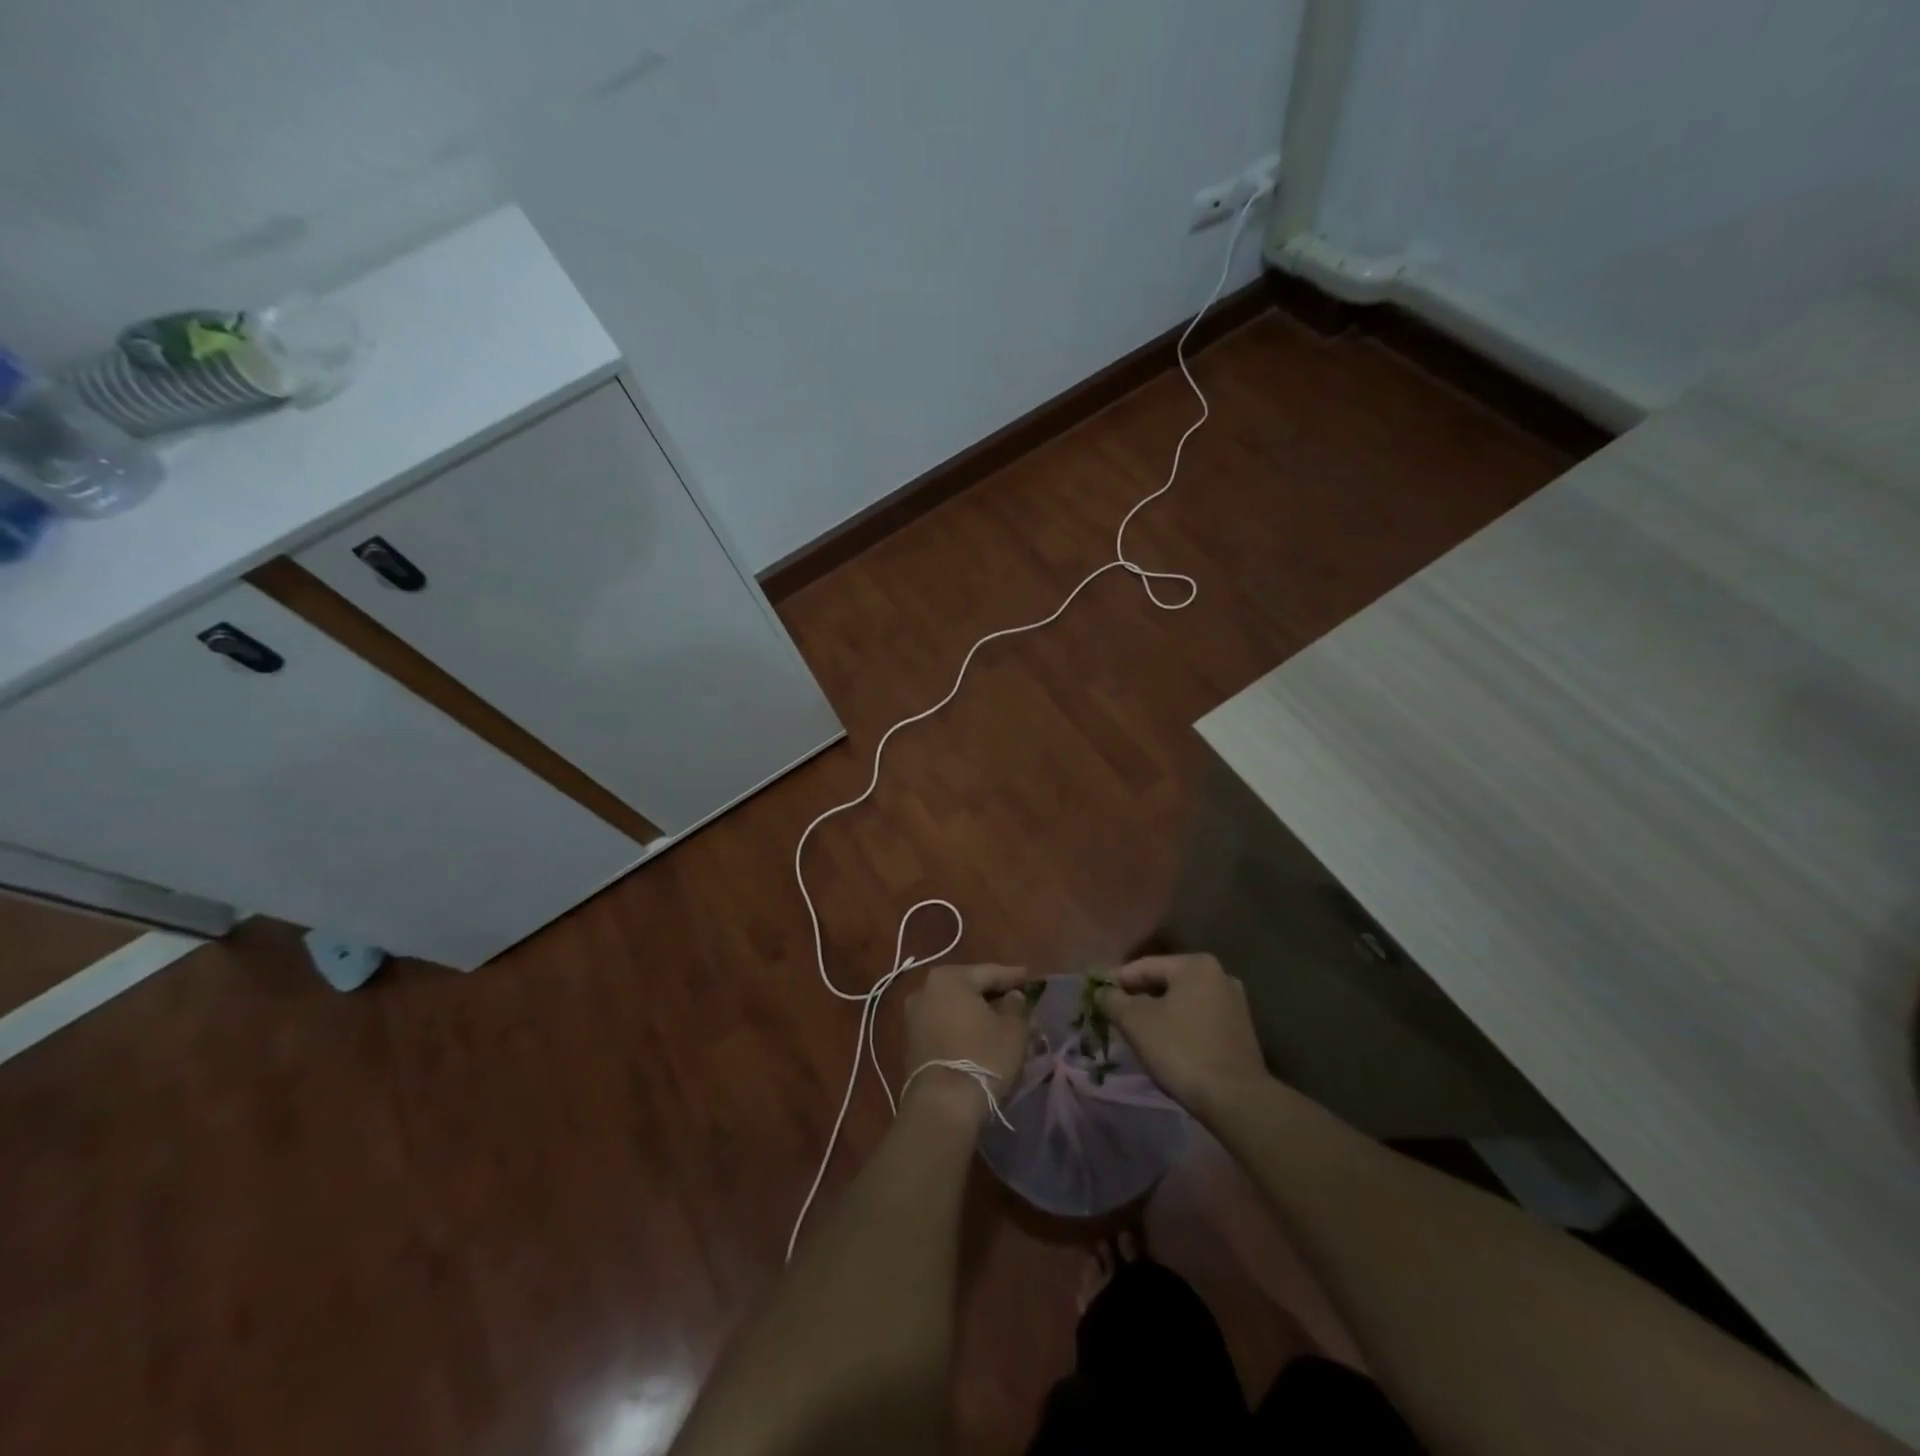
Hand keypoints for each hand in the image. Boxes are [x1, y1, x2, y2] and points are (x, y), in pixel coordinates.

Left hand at [902, 964, 1032, 1124]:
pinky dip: (964, 1029)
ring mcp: (914, 1017)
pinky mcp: (911, 1042)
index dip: (1014, 977)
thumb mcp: (1013, 1029)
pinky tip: (983, 1040)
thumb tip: (1013, 997)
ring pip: (957, 1010)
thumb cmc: (982, 1057)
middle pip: (970, 989)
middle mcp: (925, 990)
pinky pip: (945, 1026)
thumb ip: (1016, 1006)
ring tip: (1005, 1026)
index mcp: (949, 978)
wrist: (941, 1105)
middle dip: (996, 998)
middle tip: (1020, 1005)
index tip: (1031, 979)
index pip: (989, 972)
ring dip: (980, 1016)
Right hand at [1095, 953, 1268, 1120]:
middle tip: (1113, 1015)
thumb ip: (1112, 1000)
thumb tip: (1101, 991)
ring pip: (1181, 1002)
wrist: (1235, 1099)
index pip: (1144, 966)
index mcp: (1195, 965)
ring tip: (1135, 1032)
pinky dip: (1178, 1026)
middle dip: (1137, 997)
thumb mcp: (1135, 1022)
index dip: (1116, 981)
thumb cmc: (1181, 1050)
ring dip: (1157, 1013)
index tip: (1096, 997)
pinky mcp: (1240, 1031)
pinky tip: (1164, 1045)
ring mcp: (1234, 1004)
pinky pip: (1198, 1019)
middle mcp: (1219, 976)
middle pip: (1164, 982)